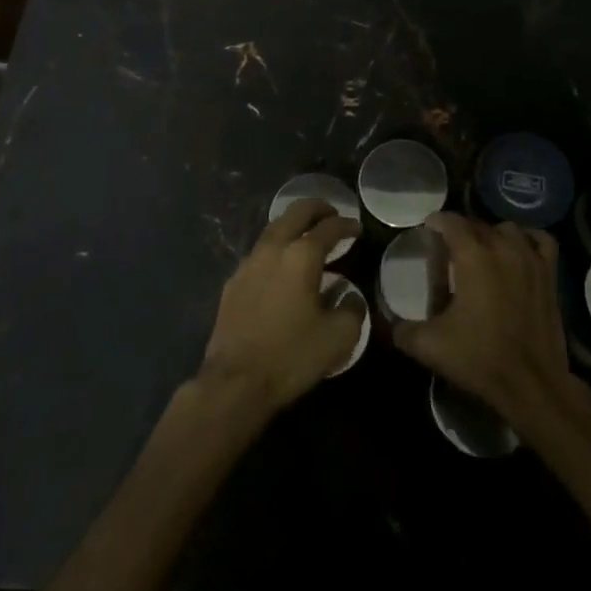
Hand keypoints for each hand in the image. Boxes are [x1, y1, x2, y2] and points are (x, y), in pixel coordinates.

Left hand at [196, 199, 363, 419]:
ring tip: (307, 236)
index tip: (357, 229)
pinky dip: (277, 247)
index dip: (346, 225)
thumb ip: (352, 310)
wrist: (234, 382)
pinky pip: (260, 251)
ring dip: (294, 224)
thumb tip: (349, 297)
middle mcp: (274, 249)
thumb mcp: (338, 338)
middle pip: (296, 212)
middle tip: (331, 214)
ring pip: (274, 228)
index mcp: (302, 256)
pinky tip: (281, 265)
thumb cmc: (291, 356)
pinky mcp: (233, 281)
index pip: (329, 227)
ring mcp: (249, 263)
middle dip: (317, 208)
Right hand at [391, 213, 580, 430]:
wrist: (531, 384)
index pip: (450, 221)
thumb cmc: (479, 359)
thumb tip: (389, 323)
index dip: (436, 222)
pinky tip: (519, 249)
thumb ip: (403, 330)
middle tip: (449, 250)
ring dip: (492, 235)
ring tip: (482, 252)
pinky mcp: (550, 274)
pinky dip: (528, 239)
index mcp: (472, 255)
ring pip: (507, 229)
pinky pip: (540, 240)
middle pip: (477, 224)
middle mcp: (502, 247)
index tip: (427, 231)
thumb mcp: (430, 346)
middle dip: (461, 231)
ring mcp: (530, 258)